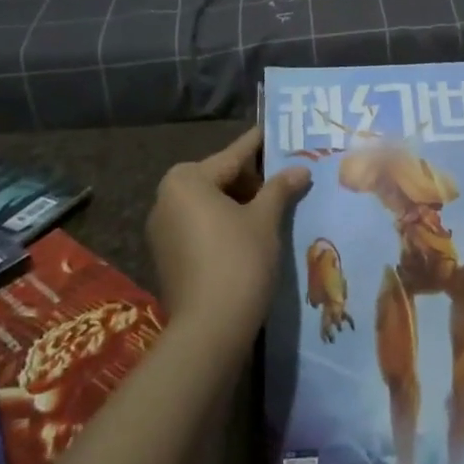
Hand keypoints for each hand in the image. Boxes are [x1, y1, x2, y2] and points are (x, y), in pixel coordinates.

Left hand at [149, 126, 310, 345]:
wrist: (209, 331)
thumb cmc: (238, 261)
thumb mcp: (265, 220)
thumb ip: (281, 188)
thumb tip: (301, 168)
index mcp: (187, 180)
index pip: (234, 155)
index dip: (261, 146)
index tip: (279, 132)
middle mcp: (167, 197)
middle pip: (220, 178)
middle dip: (254, 180)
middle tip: (288, 179)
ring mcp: (163, 229)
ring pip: (211, 204)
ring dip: (241, 204)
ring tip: (277, 205)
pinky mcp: (167, 256)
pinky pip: (201, 226)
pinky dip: (226, 224)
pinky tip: (254, 232)